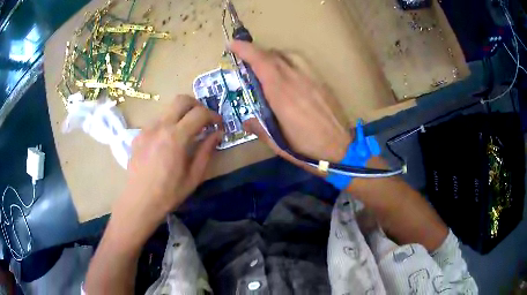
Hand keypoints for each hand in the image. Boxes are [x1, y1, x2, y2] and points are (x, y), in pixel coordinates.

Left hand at [112, 95, 221, 234]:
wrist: (139, 202)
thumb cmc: (169, 193)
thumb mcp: (194, 176)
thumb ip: (206, 151)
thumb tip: (217, 134)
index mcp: (176, 137)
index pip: (199, 113)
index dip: (213, 116)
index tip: (219, 125)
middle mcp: (160, 126)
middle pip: (181, 100)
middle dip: (197, 105)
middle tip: (203, 119)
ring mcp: (147, 129)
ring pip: (168, 110)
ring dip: (181, 115)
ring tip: (186, 133)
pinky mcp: (138, 135)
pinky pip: (157, 122)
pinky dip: (167, 125)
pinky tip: (167, 143)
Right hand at [230, 41, 351, 164]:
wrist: (342, 150)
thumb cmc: (308, 150)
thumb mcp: (278, 145)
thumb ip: (259, 129)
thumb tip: (246, 119)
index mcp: (283, 96)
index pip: (262, 63)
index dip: (246, 50)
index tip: (233, 44)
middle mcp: (297, 81)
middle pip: (274, 56)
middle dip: (256, 52)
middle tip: (246, 60)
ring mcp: (312, 79)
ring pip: (289, 55)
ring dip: (273, 55)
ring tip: (266, 65)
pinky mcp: (322, 82)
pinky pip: (302, 62)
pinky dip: (289, 60)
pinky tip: (288, 73)